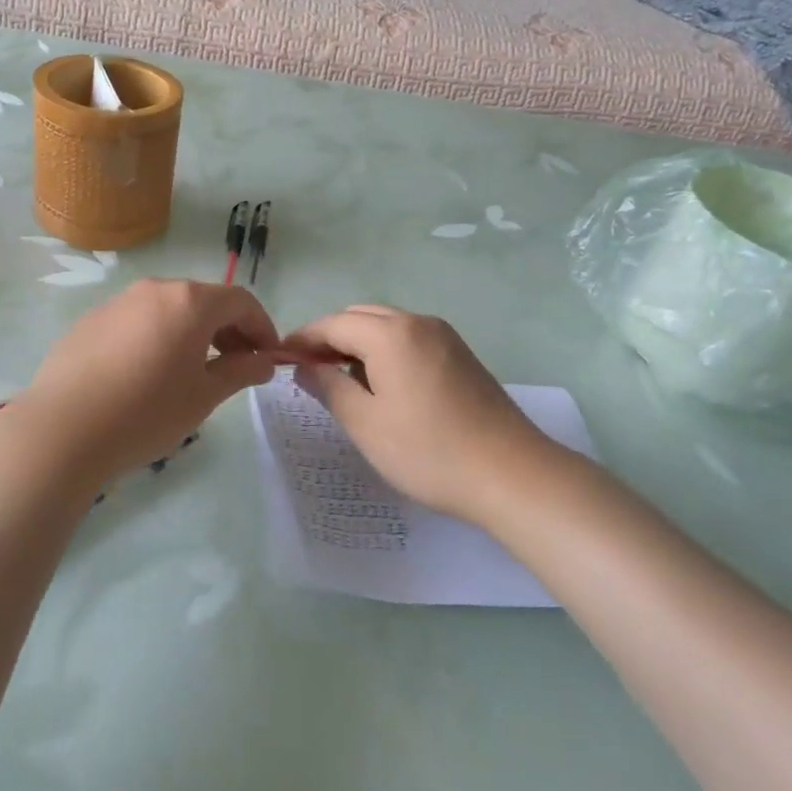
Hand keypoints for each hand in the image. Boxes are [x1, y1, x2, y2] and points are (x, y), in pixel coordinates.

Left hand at [5, 279, 278, 487]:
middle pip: (204, 300)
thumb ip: (240, 372)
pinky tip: (147, 374)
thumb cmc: (145, 413)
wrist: (62, 430)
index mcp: (189, 302)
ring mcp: (119, 302)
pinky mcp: (91, 320)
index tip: (267, 358)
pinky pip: (138, 321)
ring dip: (192, 333)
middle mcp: (155, 289)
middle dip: (228, 330)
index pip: (240, 301)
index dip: (261, 327)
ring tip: (192, 372)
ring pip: (169, 309)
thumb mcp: (203, 396)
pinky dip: (157, 337)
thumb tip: (263, 362)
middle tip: (236, 366)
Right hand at [282, 306, 552, 524]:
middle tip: (307, 370)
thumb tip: (303, 366)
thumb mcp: (366, 424)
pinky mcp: (460, 354)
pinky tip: (381, 384)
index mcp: (391, 333)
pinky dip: (384, 350)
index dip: (302, 338)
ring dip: (357, 343)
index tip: (278, 358)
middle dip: (329, 337)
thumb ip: (328, 387)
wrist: (512, 474)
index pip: (333, 323)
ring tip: (340, 380)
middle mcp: (417, 322)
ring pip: (386, 325)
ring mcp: (443, 336)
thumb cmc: (429, 451)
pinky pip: (409, 338)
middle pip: (360, 316)